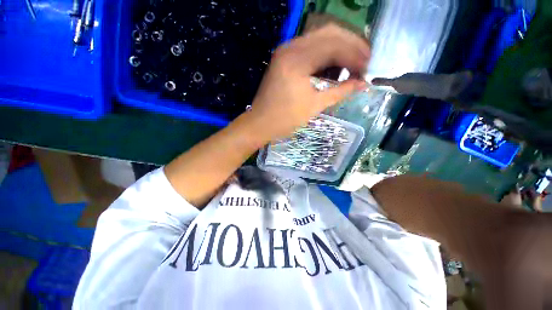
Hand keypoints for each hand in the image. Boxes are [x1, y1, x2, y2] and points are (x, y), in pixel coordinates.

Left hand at [246, 24, 369, 141]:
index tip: (369, 68)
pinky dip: (325, 55)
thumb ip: (340, 91)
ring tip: (353, 64)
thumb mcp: (314, 106)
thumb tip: (363, 83)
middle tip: (365, 61)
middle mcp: (291, 47)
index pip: (335, 45)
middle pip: (329, 33)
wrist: (260, 123)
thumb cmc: (285, 119)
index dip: (356, 55)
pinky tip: (334, 66)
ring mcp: (286, 51)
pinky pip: (310, 48)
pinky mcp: (284, 58)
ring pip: (320, 38)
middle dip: (351, 45)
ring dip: (340, 48)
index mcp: (297, 59)